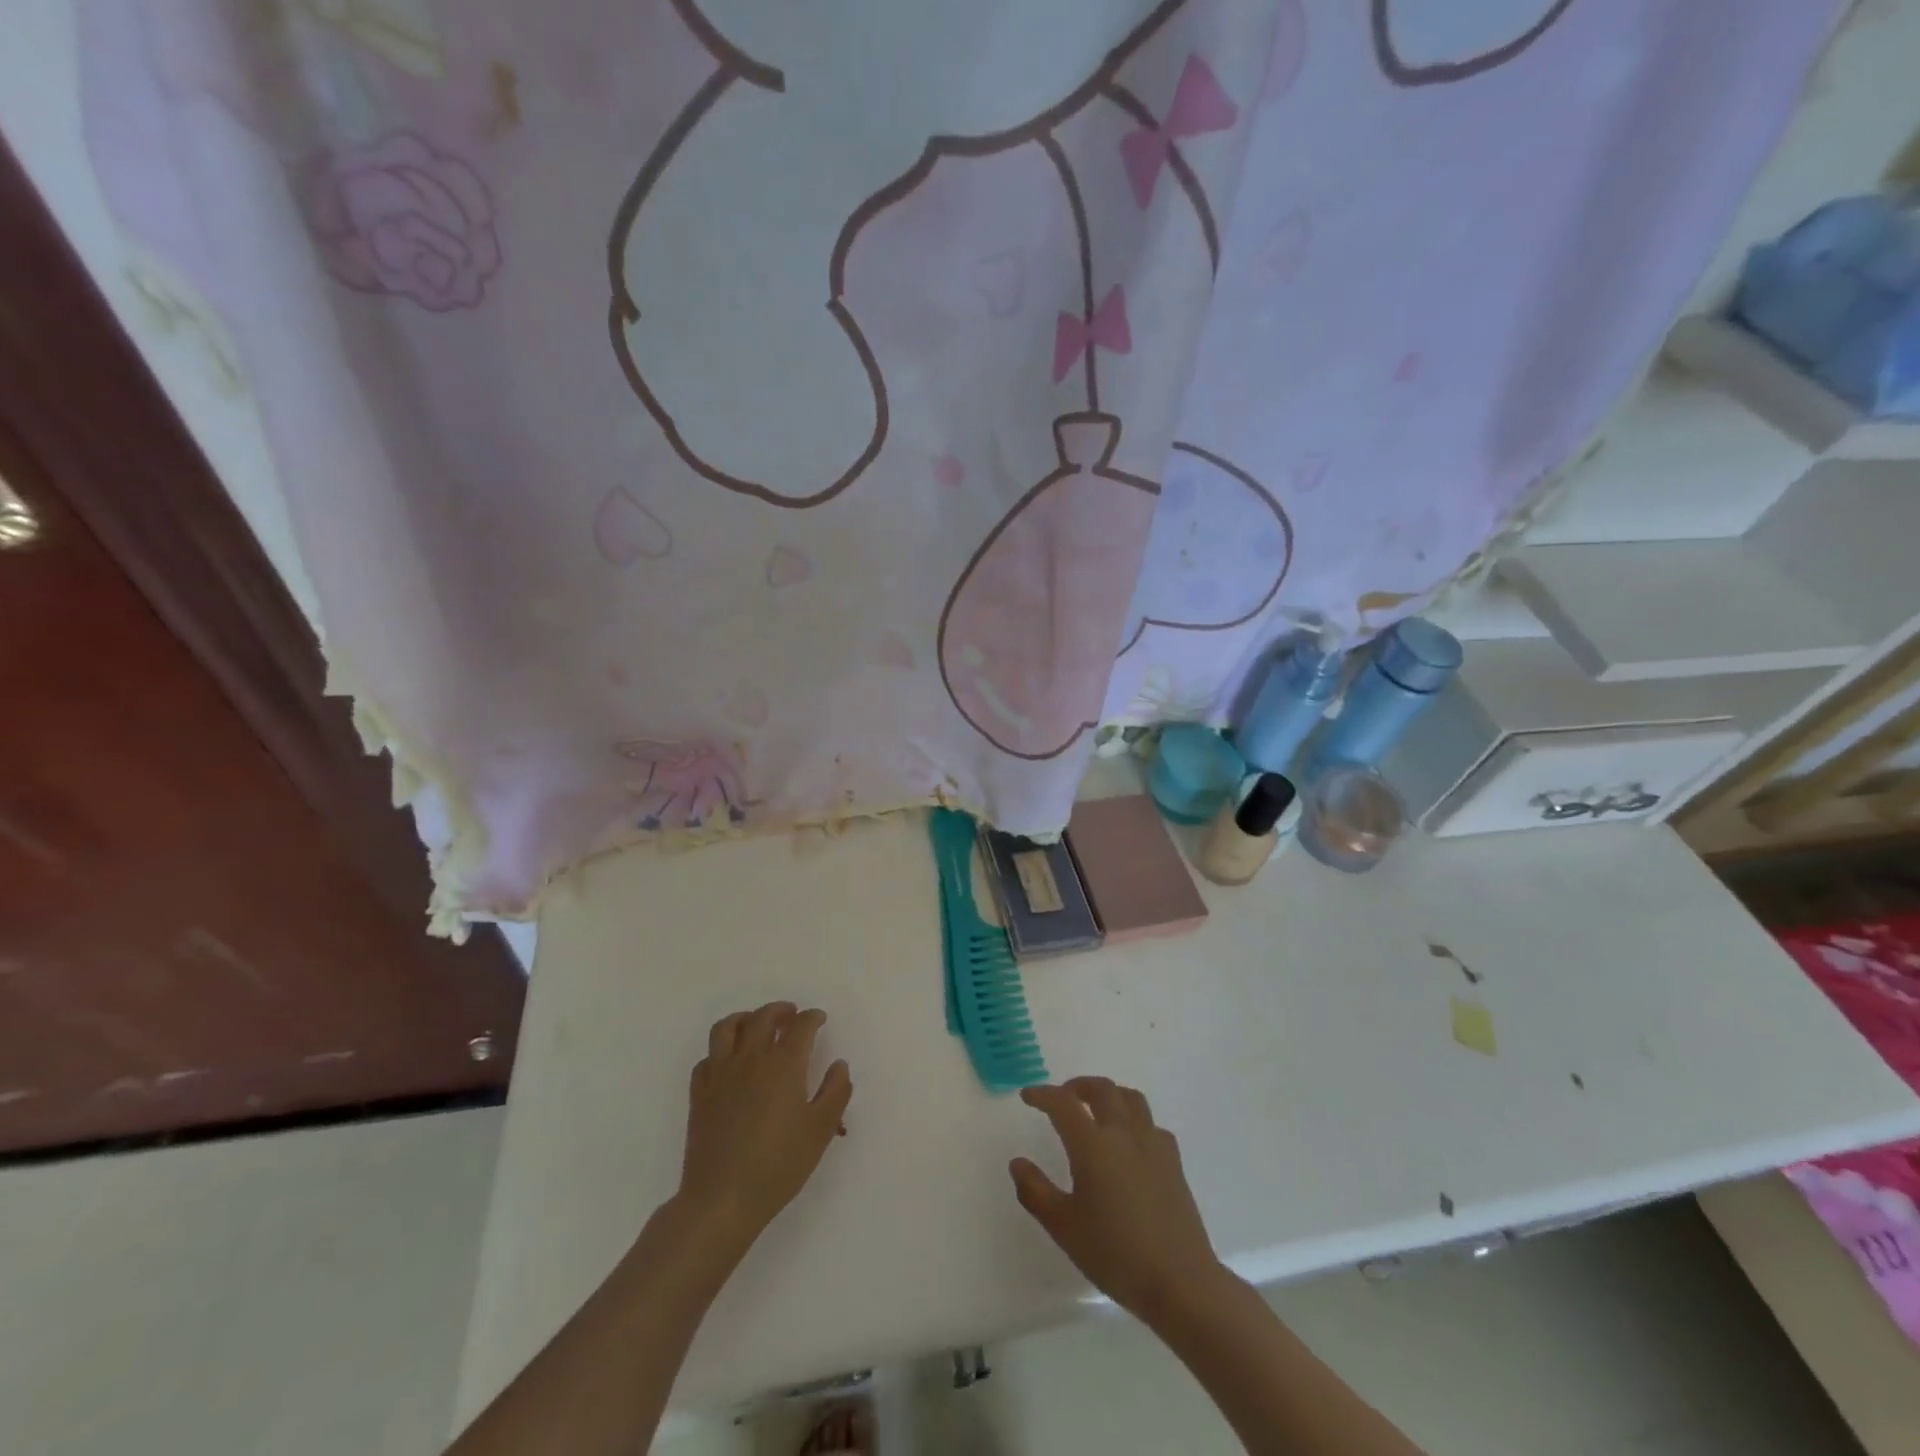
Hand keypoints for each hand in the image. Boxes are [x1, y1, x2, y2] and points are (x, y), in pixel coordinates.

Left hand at [677, 1002, 852, 1257]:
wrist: (723, 1198)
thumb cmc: (778, 1165)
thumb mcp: (821, 1130)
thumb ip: (835, 1092)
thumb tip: (839, 1065)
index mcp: (784, 1064)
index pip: (801, 1026)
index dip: (813, 1018)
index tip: (819, 1019)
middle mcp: (751, 1058)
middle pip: (763, 1017)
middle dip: (781, 1010)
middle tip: (791, 1015)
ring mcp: (720, 1074)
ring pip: (728, 1028)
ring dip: (745, 1018)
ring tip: (756, 1024)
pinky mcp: (699, 1093)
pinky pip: (707, 1058)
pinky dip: (720, 1051)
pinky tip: (729, 1062)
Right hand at [1011, 1077, 1223, 1324]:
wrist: (1180, 1281)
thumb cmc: (1115, 1254)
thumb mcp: (1064, 1227)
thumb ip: (1036, 1191)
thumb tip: (1017, 1163)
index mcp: (1092, 1145)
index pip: (1062, 1104)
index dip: (1042, 1094)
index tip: (1027, 1096)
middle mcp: (1123, 1133)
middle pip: (1101, 1089)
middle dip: (1077, 1087)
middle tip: (1062, 1098)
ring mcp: (1152, 1144)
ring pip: (1130, 1098)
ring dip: (1109, 1094)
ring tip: (1096, 1109)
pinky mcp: (1173, 1161)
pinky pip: (1151, 1124)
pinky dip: (1135, 1120)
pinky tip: (1130, 1142)